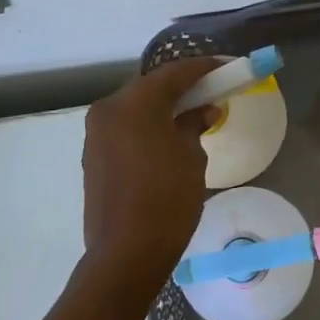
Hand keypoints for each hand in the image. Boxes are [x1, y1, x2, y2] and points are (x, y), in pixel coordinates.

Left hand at [81, 57, 222, 294]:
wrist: (126, 253)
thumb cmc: (167, 200)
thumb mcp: (191, 157)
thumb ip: (194, 125)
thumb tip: (203, 110)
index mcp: (134, 103)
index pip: (174, 73)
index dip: (203, 68)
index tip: (226, 66)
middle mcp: (109, 109)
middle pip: (150, 86)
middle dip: (181, 86)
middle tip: (210, 88)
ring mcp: (96, 133)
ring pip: (135, 106)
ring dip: (162, 105)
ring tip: (191, 112)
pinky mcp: (93, 154)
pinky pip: (125, 126)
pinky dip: (146, 124)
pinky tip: (167, 135)